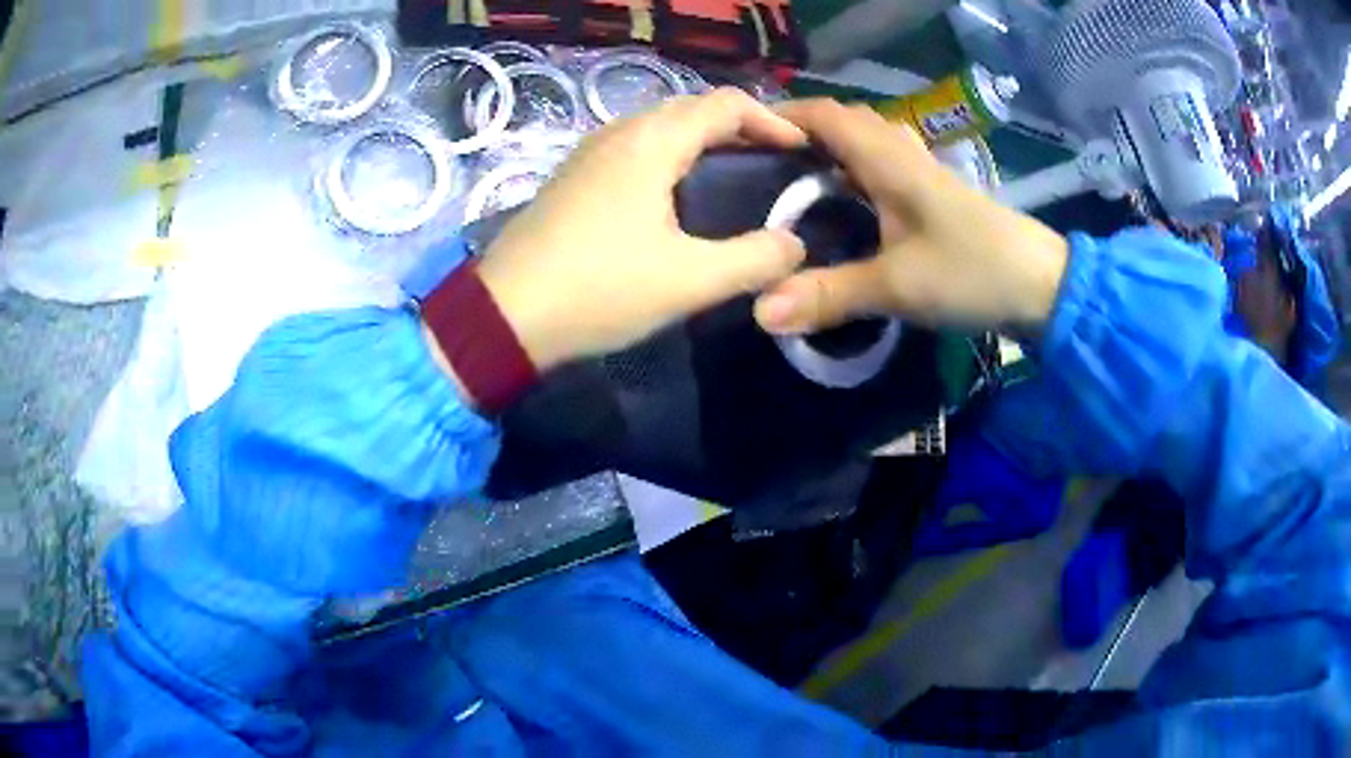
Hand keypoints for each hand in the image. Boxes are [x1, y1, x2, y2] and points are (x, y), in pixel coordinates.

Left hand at [477, 88, 808, 370]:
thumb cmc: (599, 290)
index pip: (726, 105)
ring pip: (660, 126)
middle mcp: (619, 132)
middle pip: (692, 109)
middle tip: (775, 161)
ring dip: (703, 139)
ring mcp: (589, 153)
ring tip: (736, 173)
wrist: (503, 316)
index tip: (801, 151)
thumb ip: (754, 260)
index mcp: (651, 142)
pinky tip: (679, 192)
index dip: (771, 121)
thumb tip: (794, 245)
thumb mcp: (689, 280)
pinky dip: (671, 155)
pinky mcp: (573, 178)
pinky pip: (635, 148)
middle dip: (740, 127)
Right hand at [752, 100, 1068, 335]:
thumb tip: (760, 312)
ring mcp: (925, 174)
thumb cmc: (973, 272)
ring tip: (796, 183)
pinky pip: (885, 168)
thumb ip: (830, 294)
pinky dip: (857, 174)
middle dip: (803, 133)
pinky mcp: (937, 197)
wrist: (1044, 285)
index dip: (783, 116)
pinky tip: (848, 206)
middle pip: (846, 123)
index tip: (743, 138)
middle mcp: (904, 155)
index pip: (827, 114)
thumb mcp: (898, 287)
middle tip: (764, 166)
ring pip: (868, 144)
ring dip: (832, 151)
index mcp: (889, 160)